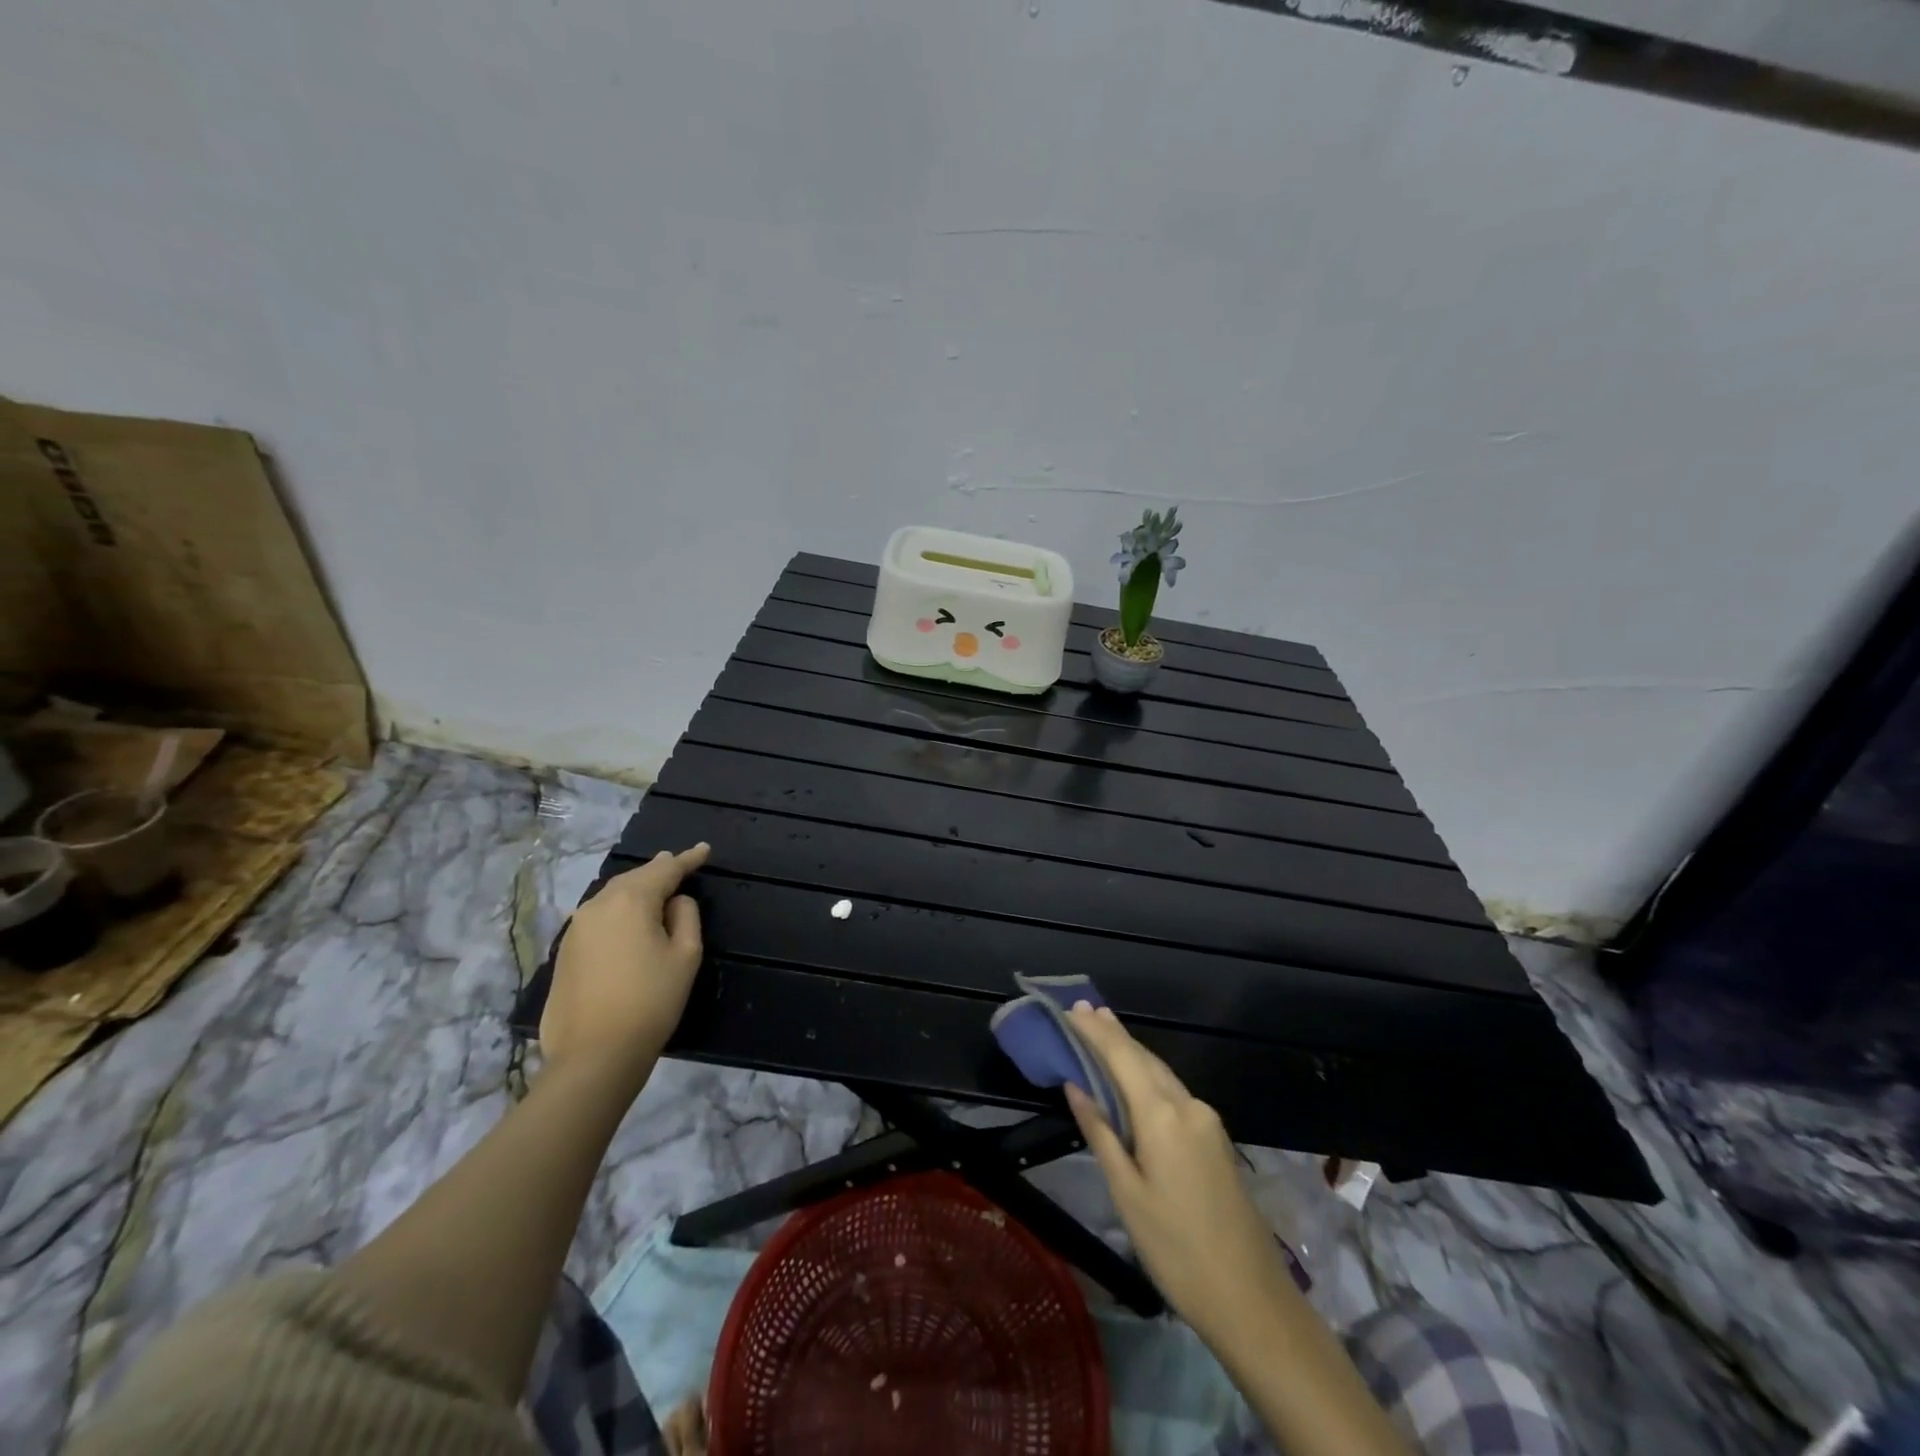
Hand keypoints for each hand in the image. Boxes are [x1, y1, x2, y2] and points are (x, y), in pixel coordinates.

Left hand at [540, 844, 708, 1080]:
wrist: (594, 1055)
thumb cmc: (651, 1001)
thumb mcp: (686, 955)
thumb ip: (686, 916)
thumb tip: (675, 901)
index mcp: (632, 900)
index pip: (665, 869)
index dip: (687, 859)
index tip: (704, 849)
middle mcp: (598, 905)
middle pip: (634, 878)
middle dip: (658, 871)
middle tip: (679, 865)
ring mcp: (576, 928)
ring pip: (612, 896)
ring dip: (636, 891)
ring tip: (656, 890)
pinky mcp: (564, 952)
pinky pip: (599, 917)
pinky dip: (618, 912)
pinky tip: (628, 922)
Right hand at [1064, 1004, 1293, 1345]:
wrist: (1252, 1300)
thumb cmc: (1176, 1249)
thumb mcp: (1127, 1193)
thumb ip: (1101, 1133)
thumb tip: (1075, 1086)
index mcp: (1163, 1115)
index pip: (1122, 1057)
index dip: (1096, 1032)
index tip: (1072, 1009)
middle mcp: (1188, 1105)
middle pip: (1145, 1058)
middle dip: (1113, 1035)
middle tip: (1083, 1012)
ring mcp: (1207, 1121)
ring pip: (1161, 1074)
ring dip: (1131, 1053)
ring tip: (1103, 1031)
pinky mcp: (1215, 1139)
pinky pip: (1174, 1093)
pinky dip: (1148, 1077)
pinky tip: (1134, 1078)